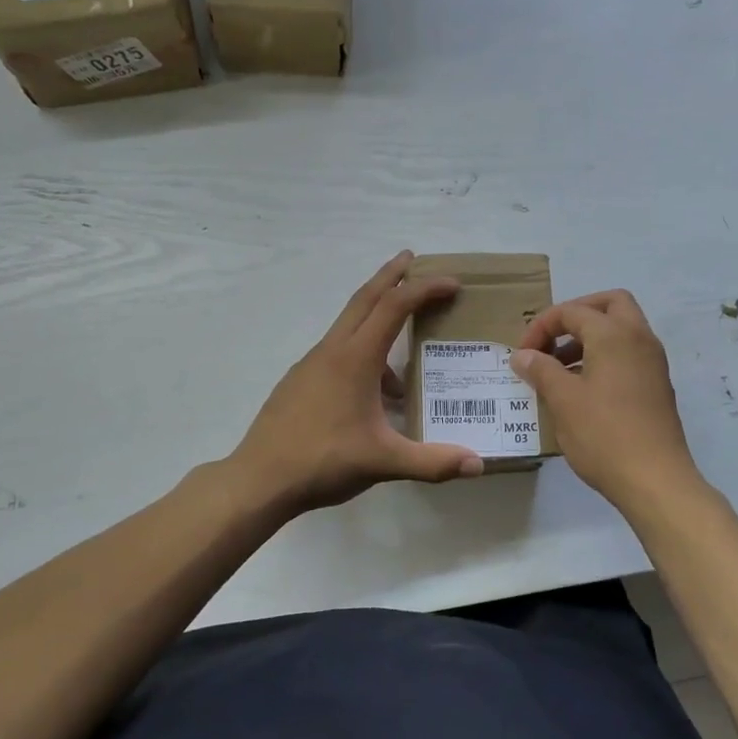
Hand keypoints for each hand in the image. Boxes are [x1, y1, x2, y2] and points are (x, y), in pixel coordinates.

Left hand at [230, 251, 484, 515]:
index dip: (425, 289)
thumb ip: (432, 462)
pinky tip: (372, 395)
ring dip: (376, 318)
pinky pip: (337, 352)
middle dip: (390, 276)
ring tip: (403, 354)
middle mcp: (332, 351)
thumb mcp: (383, 462)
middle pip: (364, 299)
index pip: (395, 307)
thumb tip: (479, 466)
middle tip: (412, 258)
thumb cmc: (323, 461)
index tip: (452, 283)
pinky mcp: (299, 382)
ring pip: (348, 325)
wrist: (259, 480)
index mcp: (355, 358)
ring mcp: (311, 364)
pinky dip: (361, 352)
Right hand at [512, 290, 699, 510]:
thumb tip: (523, 355)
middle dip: (577, 315)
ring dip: (590, 337)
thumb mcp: (563, 400)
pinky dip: (605, 356)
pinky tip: (583, 388)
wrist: (656, 480)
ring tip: (560, 368)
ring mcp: (653, 362)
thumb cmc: (604, 434)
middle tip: (553, 339)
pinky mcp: (657, 385)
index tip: (522, 354)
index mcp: (614, 334)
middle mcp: (639, 338)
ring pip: (621, 329)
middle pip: (609, 304)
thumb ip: (541, 370)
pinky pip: (629, 353)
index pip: (572, 312)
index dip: (541, 327)